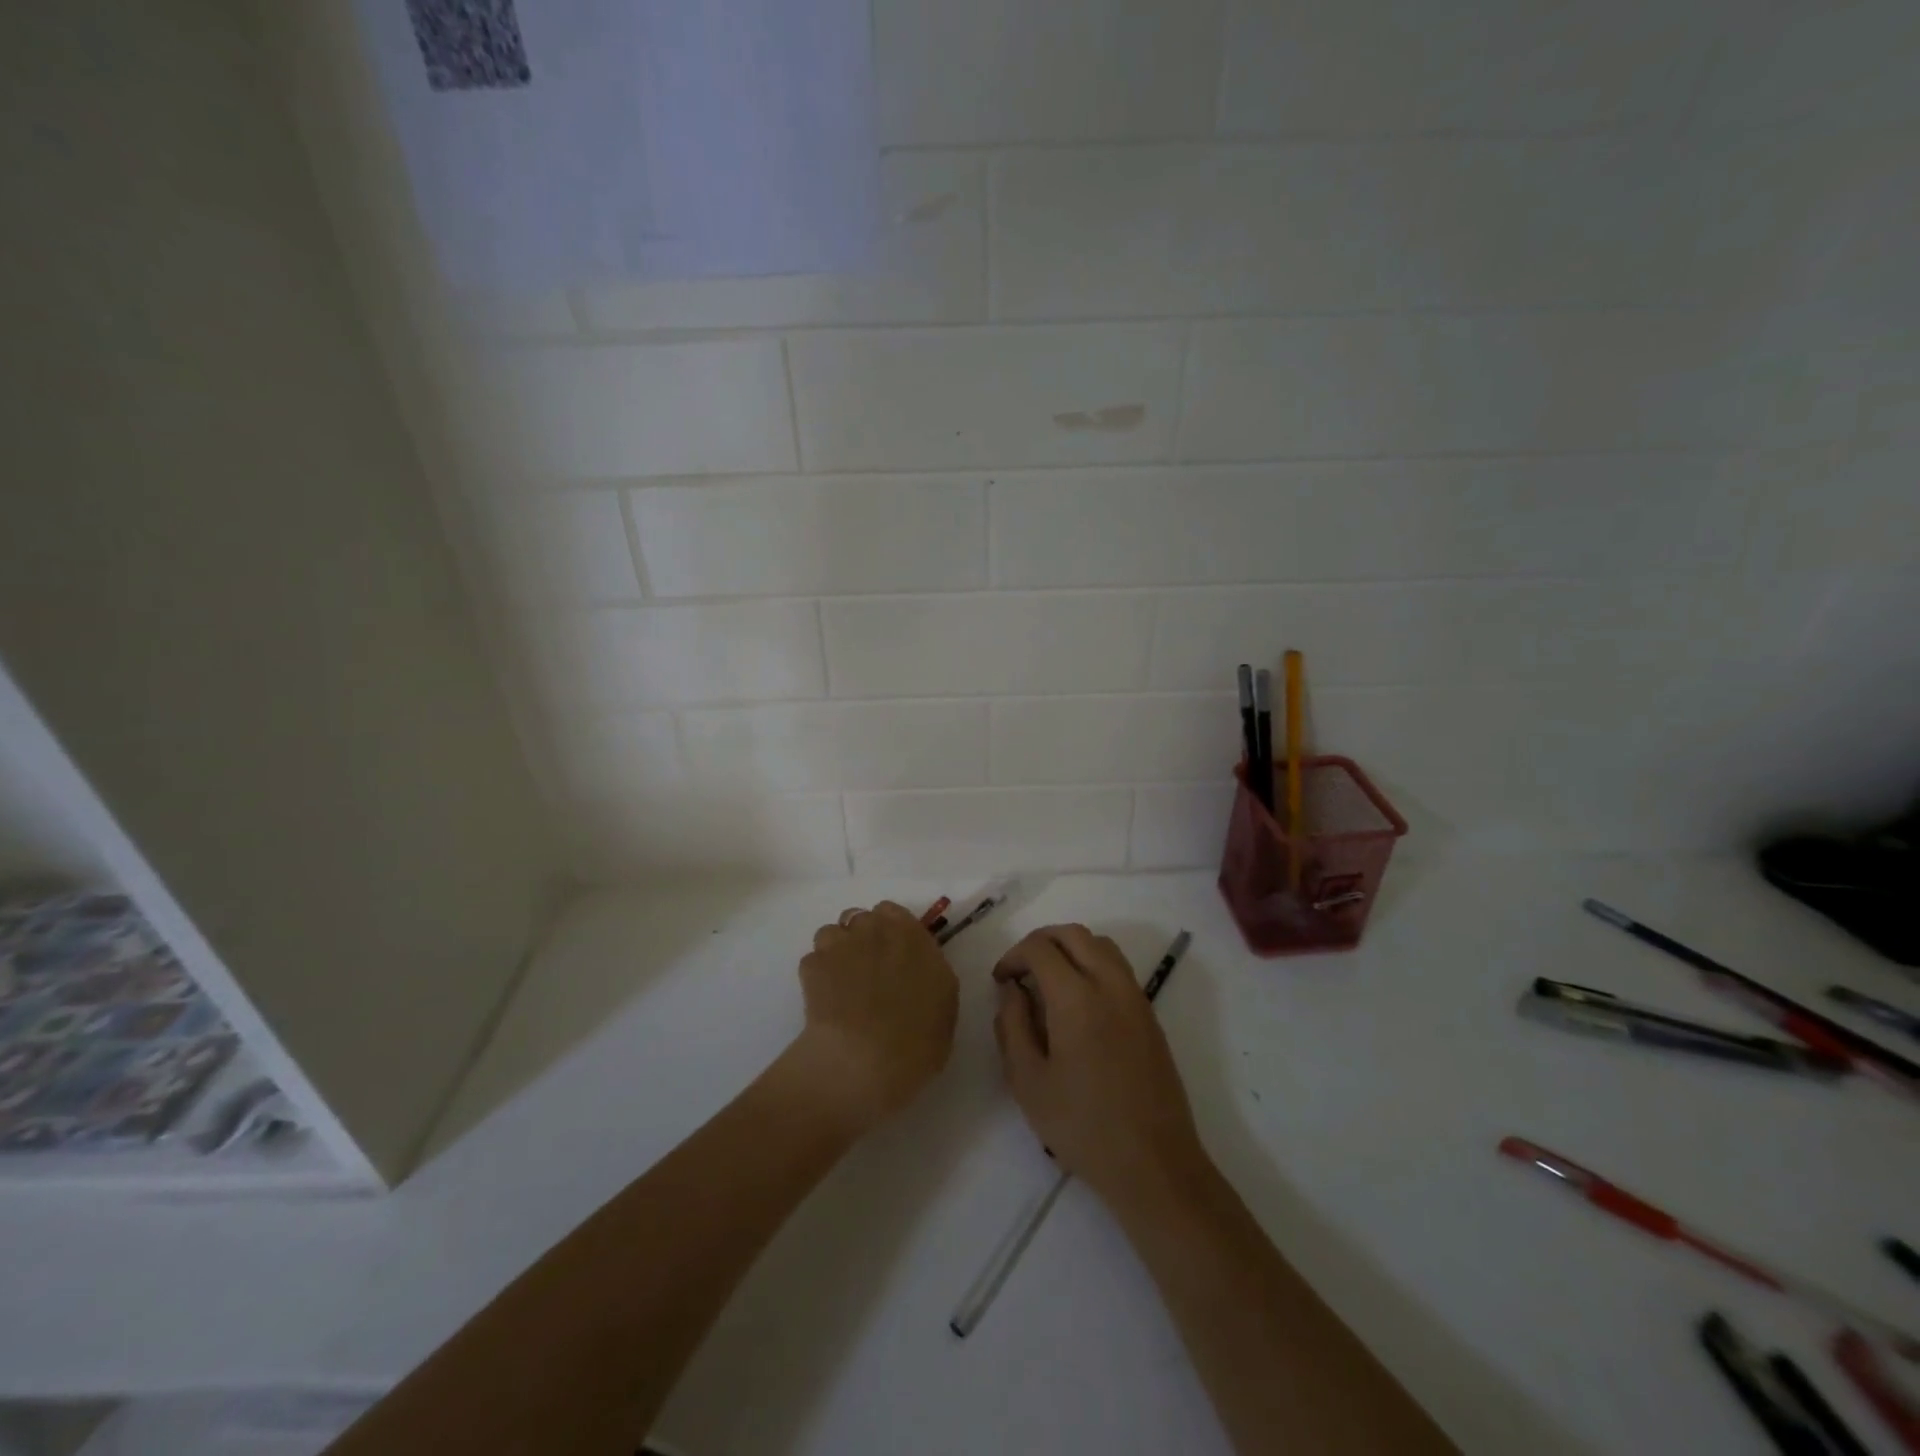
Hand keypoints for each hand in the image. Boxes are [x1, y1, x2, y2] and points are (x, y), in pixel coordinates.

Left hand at [792, 901, 957, 1133]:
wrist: (865, 1059)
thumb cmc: (918, 1038)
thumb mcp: (944, 1003)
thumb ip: (929, 973)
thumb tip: (917, 970)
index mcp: (911, 935)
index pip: (892, 913)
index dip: (889, 931)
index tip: (892, 953)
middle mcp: (874, 930)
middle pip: (860, 919)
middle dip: (861, 938)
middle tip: (866, 971)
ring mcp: (839, 945)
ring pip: (832, 934)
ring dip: (836, 951)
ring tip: (840, 984)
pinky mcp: (811, 966)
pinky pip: (813, 961)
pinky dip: (817, 976)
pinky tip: (823, 1001)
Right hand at [993, 925, 1210, 1209]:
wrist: (1154, 1163)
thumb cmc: (1083, 1126)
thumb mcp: (1028, 1082)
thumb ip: (1012, 1026)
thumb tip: (1013, 991)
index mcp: (1076, 997)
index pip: (1040, 948)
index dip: (1013, 956)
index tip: (1001, 981)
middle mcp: (1110, 984)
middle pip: (1073, 934)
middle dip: (1041, 942)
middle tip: (1020, 970)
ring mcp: (1135, 996)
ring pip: (1100, 944)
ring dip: (1070, 948)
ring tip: (1048, 980)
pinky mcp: (1149, 1013)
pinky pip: (1118, 967)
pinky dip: (1092, 963)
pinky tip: (1078, 1000)